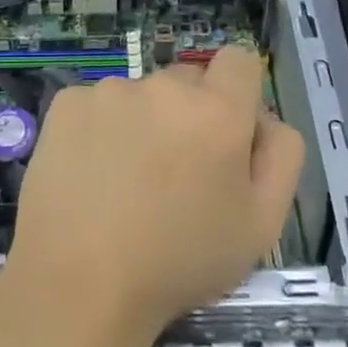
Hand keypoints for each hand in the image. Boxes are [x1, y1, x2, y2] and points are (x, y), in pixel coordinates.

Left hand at [0, 46, 305, 344]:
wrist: (80, 285)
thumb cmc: (179, 262)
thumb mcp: (262, 225)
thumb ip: (280, 156)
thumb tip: (264, 118)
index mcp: (217, 111)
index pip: (238, 62)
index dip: (237, 93)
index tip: (225, 134)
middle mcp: (163, 86)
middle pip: (187, 82)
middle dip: (189, 115)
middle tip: (175, 173)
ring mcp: (109, 91)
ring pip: (139, 96)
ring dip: (142, 123)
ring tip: (125, 182)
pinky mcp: (67, 104)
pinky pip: (96, 106)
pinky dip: (98, 131)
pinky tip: (90, 174)